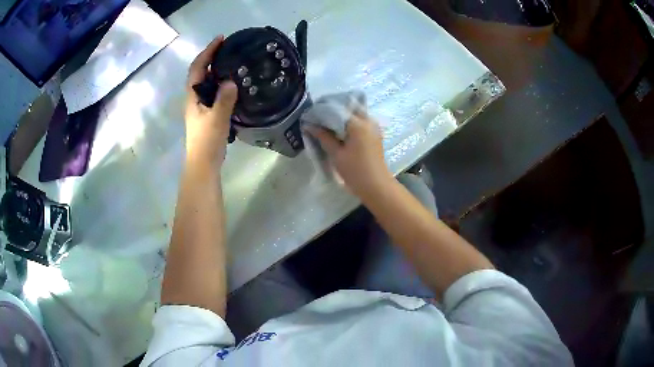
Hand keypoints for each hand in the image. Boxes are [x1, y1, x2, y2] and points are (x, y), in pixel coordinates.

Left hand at [185, 36, 237, 167]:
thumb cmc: (207, 142)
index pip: (197, 68)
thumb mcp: (217, 119)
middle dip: (211, 57)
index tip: (221, 39)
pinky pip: (213, 91)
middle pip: (199, 72)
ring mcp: (200, 107)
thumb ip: (224, 99)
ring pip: (206, 82)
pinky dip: (220, 83)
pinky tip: (231, 84)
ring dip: (215, 69)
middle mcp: (194, 98)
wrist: (202, 164)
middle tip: (228, 48)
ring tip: (231, 62)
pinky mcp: (207, 114)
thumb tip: (231, 80)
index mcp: (193, 96)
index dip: (208, 52)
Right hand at [307, 114, 393, 197]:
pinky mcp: (375, 134)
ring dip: (342, 118)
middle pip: (348, 108)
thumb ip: (323, 137)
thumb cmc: (355, 171)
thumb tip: (309, 125)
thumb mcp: (336, 154)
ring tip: (327, 125)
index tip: (311, 117)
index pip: (337, 110)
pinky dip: (350, 124)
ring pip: (355, 114)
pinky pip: (361, 122)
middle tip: (319, 120)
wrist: (377, 186)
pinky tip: (340, 132)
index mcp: (358, 124)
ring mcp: (374, 127)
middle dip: (334, 112)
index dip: (323, 112)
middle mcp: (368, 120)